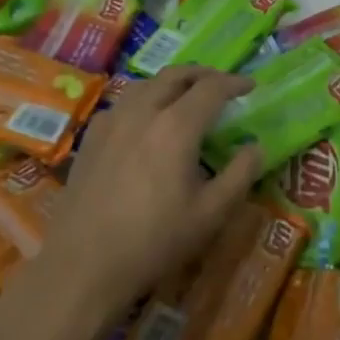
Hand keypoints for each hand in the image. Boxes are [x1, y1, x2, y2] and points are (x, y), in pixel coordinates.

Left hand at [34, 67, 264, 316]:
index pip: (211, 88)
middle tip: (221, 84)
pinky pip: (122, 104)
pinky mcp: (91, 138)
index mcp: (177, 126)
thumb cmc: (155, 240)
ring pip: (146, 85)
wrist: (84, 264)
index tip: (250, 86)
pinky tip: (145, 121)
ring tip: (185, 96)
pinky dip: (144, 100)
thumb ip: (240, 174)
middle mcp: (143, 112)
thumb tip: (255, 147)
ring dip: (172, 83)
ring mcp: (112, 122)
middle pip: (176, 75)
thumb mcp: (211, 214)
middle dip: (203, 74)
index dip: (234, 83)